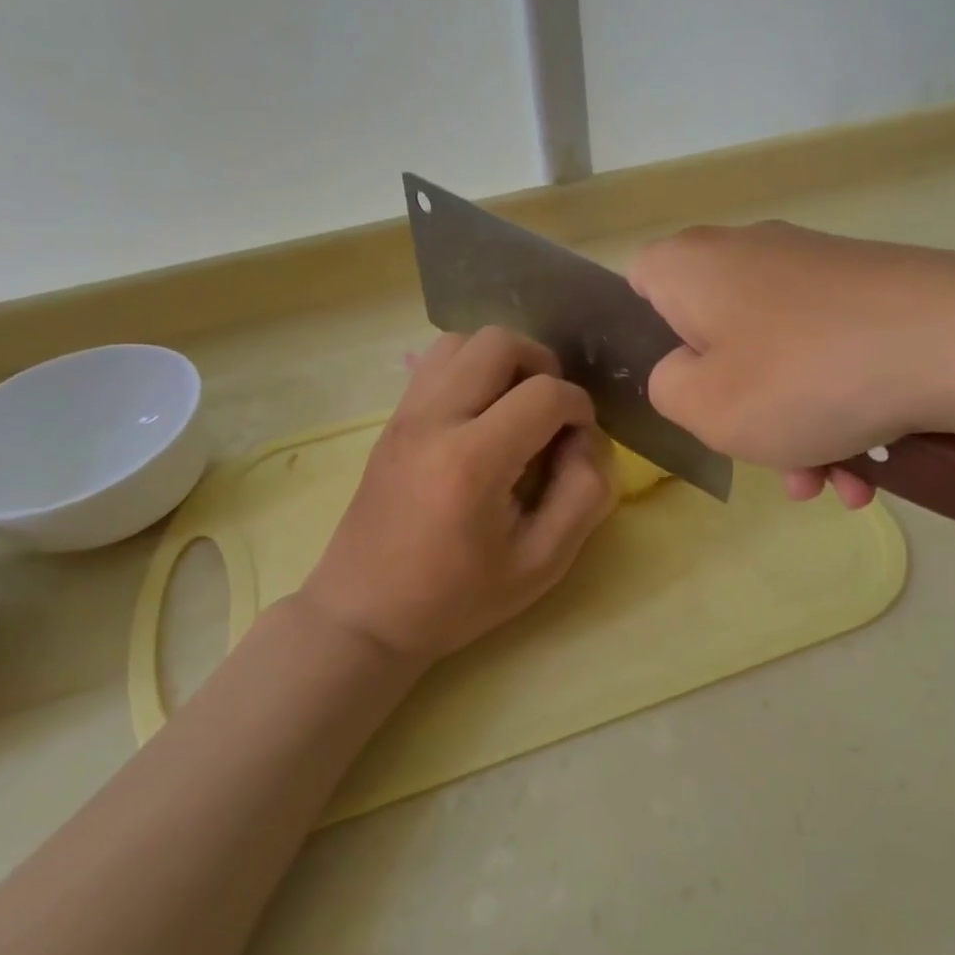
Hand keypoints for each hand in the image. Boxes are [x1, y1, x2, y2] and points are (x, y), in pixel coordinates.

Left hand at [296, 328, 614, 667]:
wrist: (366, 613)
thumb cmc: (458, 598)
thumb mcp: (542, 564)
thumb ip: (584, 494)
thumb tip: (588, 439)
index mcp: (473, 461)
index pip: (545, 393)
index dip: (579, 407)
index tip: (581, 440)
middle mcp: (434, 420)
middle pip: (499, 342)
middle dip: (542, 366)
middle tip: (551, 413)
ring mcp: (405, 414)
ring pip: (462, 341)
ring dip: (502, 362)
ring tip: (516, 407)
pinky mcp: (391, 419)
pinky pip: (435, 363)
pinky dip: (470, 370)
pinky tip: (482, 416)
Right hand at [630, 222, 954, 506]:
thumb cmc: (803, 376)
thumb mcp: (704, 406)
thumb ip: (666, 389)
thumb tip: (686, 372)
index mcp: (694, 266)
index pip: (639, 284)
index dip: (644, 341)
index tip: (677, 390)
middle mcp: (751, 254)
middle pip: (716, 336)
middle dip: (736, 407)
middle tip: (760, 455)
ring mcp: (817, 270)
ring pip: (779, 358)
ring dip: (795, 428)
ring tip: (830, 484)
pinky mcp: (872, 291)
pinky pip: (831, 356)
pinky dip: (838, 409)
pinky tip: (869, 470)